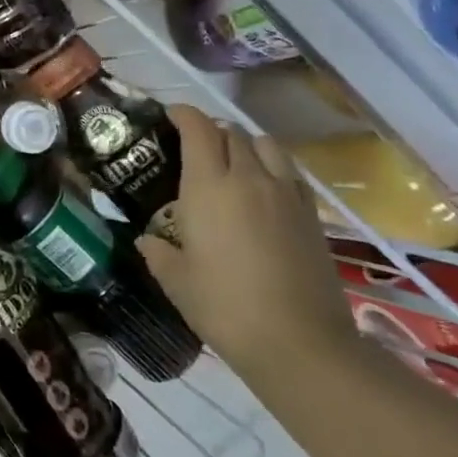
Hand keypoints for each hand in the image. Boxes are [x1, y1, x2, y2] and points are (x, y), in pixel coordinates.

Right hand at [138, 104, 356, 379]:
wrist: (299, 342)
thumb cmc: (224, 306)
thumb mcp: (176, 280)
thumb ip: (157, 252)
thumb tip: (147, 240)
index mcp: (209, 186)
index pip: (198, 129)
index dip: (183, 114)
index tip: (169, 116)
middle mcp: (249, 178)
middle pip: (232, 133)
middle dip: (210, 131)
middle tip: (193, 147)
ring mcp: (285, 194)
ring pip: (266, 145)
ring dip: (245, 144)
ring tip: (232, 163)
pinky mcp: (311, 214)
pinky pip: (289, 172)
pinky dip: (272, 167)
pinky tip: (263, 190)